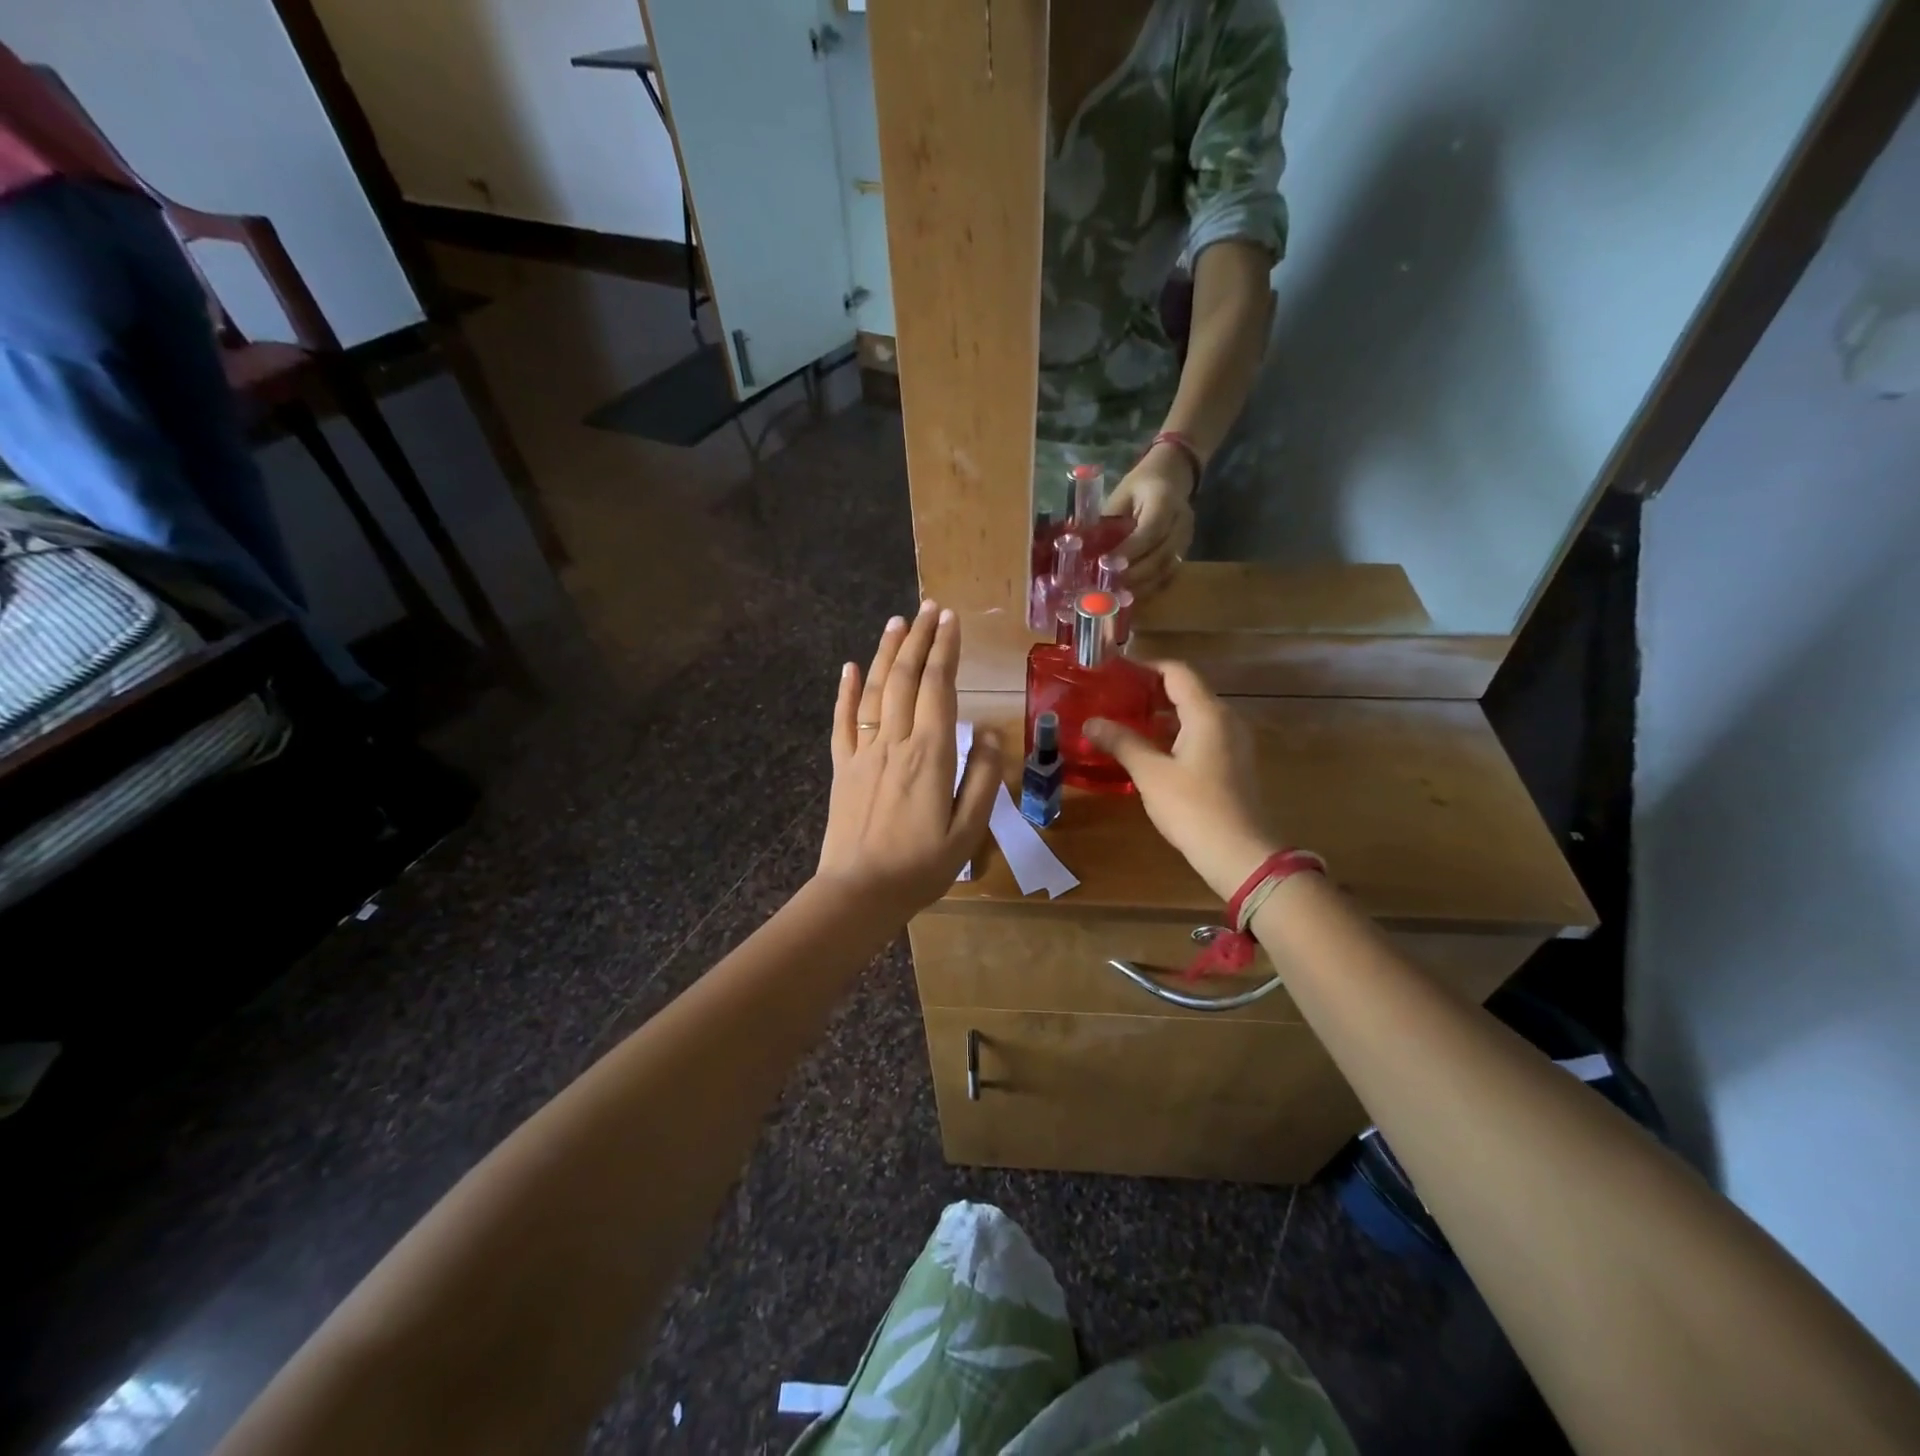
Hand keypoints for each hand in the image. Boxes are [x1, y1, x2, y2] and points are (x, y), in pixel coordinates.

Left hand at [815, 603, 1001, 914]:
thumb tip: (988, 731)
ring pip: (874, 691)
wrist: (859, 893)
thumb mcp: (968, 830)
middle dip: (918, 639)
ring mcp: (862, 752)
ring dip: (886, 653)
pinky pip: (842, 721)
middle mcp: (894, 742)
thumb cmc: (921, 867)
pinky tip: (849, 667)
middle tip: (929, 608)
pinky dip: (845, 691)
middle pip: (905, 678)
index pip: (938, 688)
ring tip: (897, 622)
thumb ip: (981, 777)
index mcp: (929, 755)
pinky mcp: (841, 767)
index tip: (951, 620)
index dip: (945, 650)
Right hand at [1084, 661, 1278, 900]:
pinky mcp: (1232, 764)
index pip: (1176, 672)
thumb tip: (1091, 722)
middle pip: (1186, 691)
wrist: (1239, 854)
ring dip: (1161, 715)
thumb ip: (1121, 742)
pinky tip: (1149, 750)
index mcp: (1207, 713)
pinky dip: (1174, 734)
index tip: (1114, 671)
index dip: (1145, 667)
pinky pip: (1201, 735)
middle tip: (1113, 697)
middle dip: (1149, 691)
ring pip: (1193, 715)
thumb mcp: (1150, 773)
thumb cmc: (1193, 807)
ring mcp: (1233, 742)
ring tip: (1124, 722)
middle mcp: (1225, 719)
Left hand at [1106, 444, 1196, 596]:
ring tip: (1116, 597)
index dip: (1130, 551)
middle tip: (1108, 587)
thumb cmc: (1140, 485)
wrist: (1173, 475)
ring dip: (1140, 586)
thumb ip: (1107, 523)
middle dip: (1134, 575)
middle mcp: (1181, 521)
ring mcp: (1186, 539)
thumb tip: (1082, 551)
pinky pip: (1168, 575)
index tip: (1106, 565)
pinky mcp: (1184, 552)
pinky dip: (1148, 587)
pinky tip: (1129, 596)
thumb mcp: (1120, 496)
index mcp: (1164, 500)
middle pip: (1161, 555)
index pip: (1151, 530)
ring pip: (1167, 570)